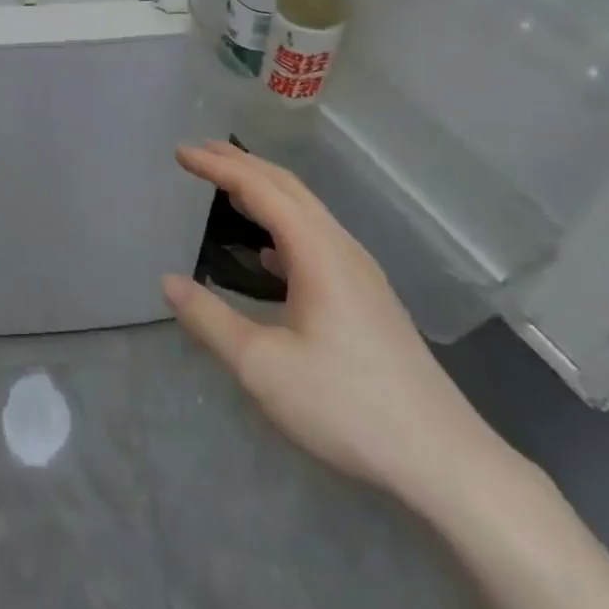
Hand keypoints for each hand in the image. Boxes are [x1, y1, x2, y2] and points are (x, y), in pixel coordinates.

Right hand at [163, 142, 506, 508]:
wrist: (440, 457)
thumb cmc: (345, 405)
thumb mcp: (262, 366)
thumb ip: (210, 319)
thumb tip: (167, 282)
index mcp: (316, 251)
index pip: (259, 189)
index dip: (217, 166)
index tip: (180, 152)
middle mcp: (341, 248)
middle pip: (287, 187)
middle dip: (241, 164)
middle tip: (199, 151)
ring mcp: (360, 271)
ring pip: (305, 210)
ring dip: (264, 190)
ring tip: (227, 187)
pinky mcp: (367, 295)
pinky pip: (316, 236)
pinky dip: (282, 223)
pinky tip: (267, 252)